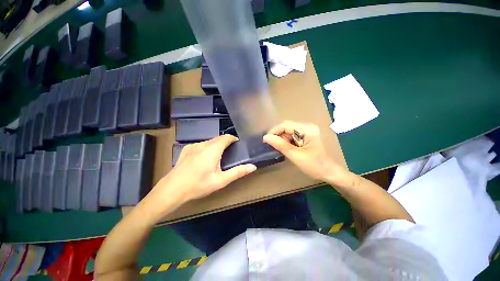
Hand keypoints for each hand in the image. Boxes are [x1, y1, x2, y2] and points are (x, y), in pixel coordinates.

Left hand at [154, 135, 256, 204]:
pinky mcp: (186, 149)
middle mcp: (203, 144)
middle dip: (225, 142)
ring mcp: (193, 146)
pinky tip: (204, 159)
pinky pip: (200, 145)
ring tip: (218, 157)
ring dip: (216, 145)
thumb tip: (253, 167)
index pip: (226, 137)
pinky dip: (206, 148)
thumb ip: (238, 172)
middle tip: (230, 153)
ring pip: (209, 141)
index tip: (238, 144)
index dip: (233, 138)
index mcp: (213, 149)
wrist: (172, 190)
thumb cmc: (199, 185)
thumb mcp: (221, 180)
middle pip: (218, 138)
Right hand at [263, 121, 346, 181]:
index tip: (266, 140)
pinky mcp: (306, 137)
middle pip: (287, 128)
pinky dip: (287, 142)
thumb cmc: (314, 165)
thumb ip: (280, 145)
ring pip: (288, 132)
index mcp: (307, 129)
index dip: (274, 131)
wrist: (328, 173)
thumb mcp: (295, 155)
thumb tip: (266, 137)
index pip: (285, 125)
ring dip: (282, 140)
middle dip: (278, 137)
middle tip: (273, 147)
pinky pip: (292, 137)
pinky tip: (286, 149)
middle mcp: (307, 127)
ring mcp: (307, 131)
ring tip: (280, 150)